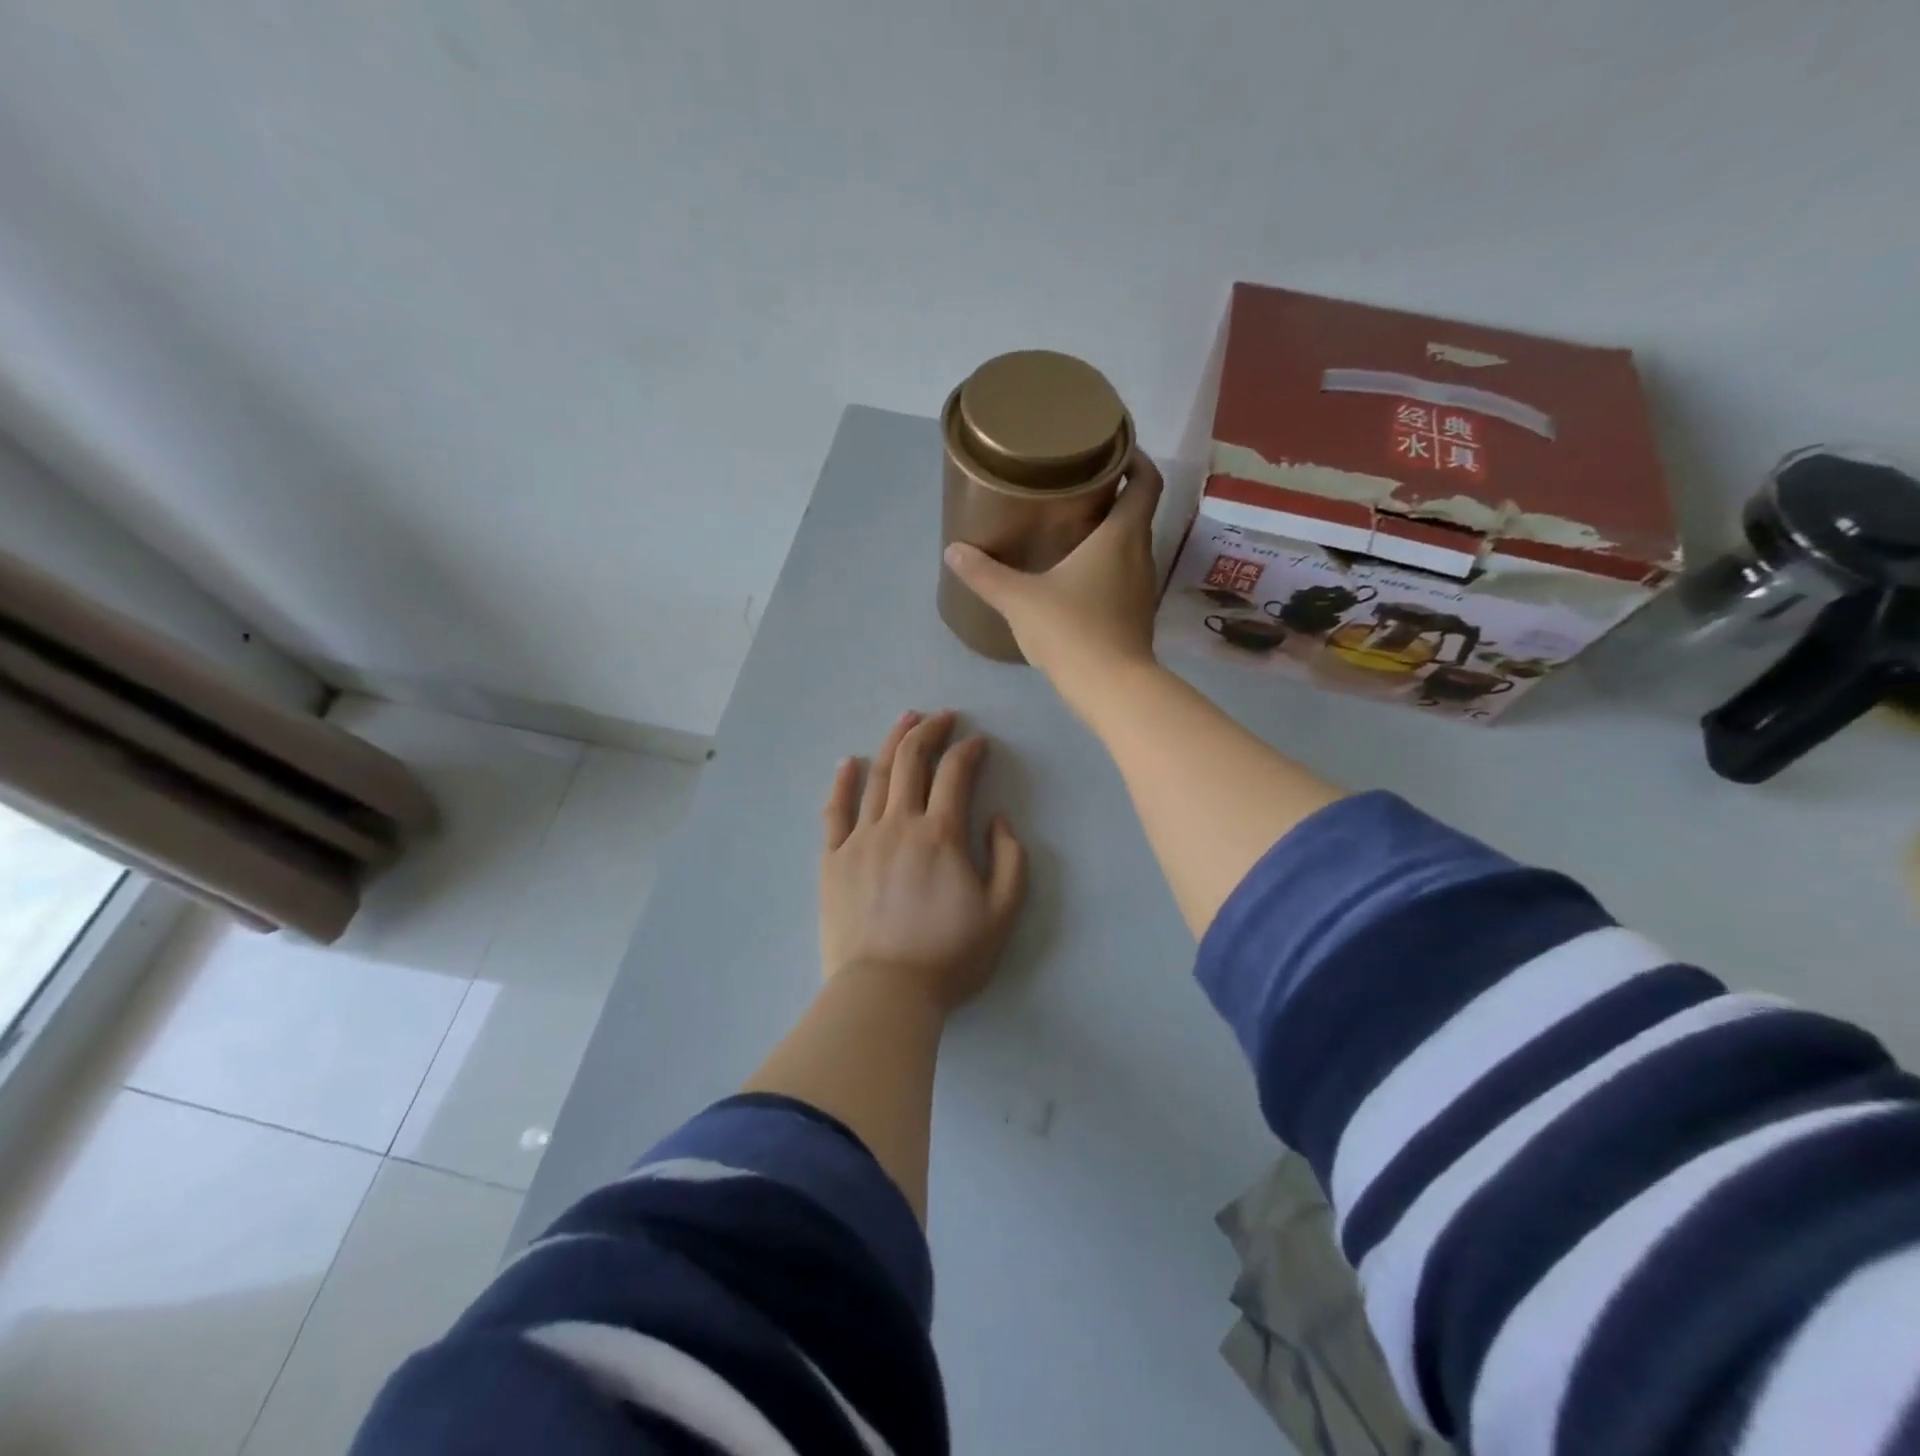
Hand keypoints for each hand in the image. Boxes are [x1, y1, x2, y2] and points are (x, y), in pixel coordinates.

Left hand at [820, 710, 1026, 1014]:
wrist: (885, 993)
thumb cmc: (949, 956)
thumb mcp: (1003, 913)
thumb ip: (1010, 859)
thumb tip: (997, 819)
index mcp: (941, 835)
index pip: (955, 774)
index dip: (969, 751)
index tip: (978, 742)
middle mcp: (898, 824)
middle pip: (912, 762)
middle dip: (930, 731)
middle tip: (943, 717)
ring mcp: (860, 839)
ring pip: (876, 776)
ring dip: (893, 742)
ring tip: (906, 719)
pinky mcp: (833, 859)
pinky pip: (835, 811)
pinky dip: (842, 782)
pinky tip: (847, 762)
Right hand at [944, 449, 1164, 704]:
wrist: (1112, 688)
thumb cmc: (1071, 630)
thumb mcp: (1020, 599)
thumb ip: (985, 574)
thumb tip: (953, 551)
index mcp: (1121, 535)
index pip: (1146, 482)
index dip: (1135, 460)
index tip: (1111, 451)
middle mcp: (1141, 554)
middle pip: (1137, 512)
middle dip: (1113, 495)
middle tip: (1076, 487)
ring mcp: (1142, 587)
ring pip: (1131, 545)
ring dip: (1109, 532)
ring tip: (1072, 528)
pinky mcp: (1136, 614)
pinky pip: (1125, 575)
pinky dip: (1107, 565)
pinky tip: (1077, 577)